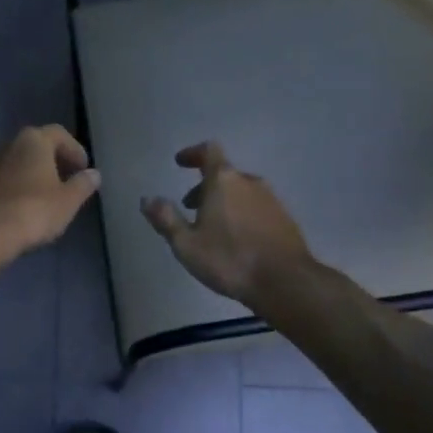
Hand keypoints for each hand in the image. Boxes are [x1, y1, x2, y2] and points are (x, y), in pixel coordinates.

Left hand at [0, 125, 101, 263]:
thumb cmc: (32, 212)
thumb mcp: (67, 201)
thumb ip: (82, 185)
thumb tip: (94, 174)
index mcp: (33, 140)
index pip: (58, 134)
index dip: (74, 149)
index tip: (83, 169)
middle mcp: (7, 143)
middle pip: (35, 145)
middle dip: (52, 160)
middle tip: (66, 180)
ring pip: (16, 162)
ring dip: (31, 173)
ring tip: (44, 196)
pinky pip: (1, 178)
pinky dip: (14, 186)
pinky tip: (21, 206)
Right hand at [141, 142, 313, 308]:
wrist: (285, 281)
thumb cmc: (229, 260)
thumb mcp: (186, 244)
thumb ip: (166, 219)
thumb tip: (147, 199)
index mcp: (224, 181)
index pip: (208, 151)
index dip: (193, 153)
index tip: (181, 162)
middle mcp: (249, 182)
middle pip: (224, 174)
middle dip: (204, 186)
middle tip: (189, 207)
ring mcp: (271, 199)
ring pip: (241, 191)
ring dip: (223, 201)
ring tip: (211, 227)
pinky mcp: (285, 218)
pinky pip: (256, 206)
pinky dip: (241, 213)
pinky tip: (236, 239)